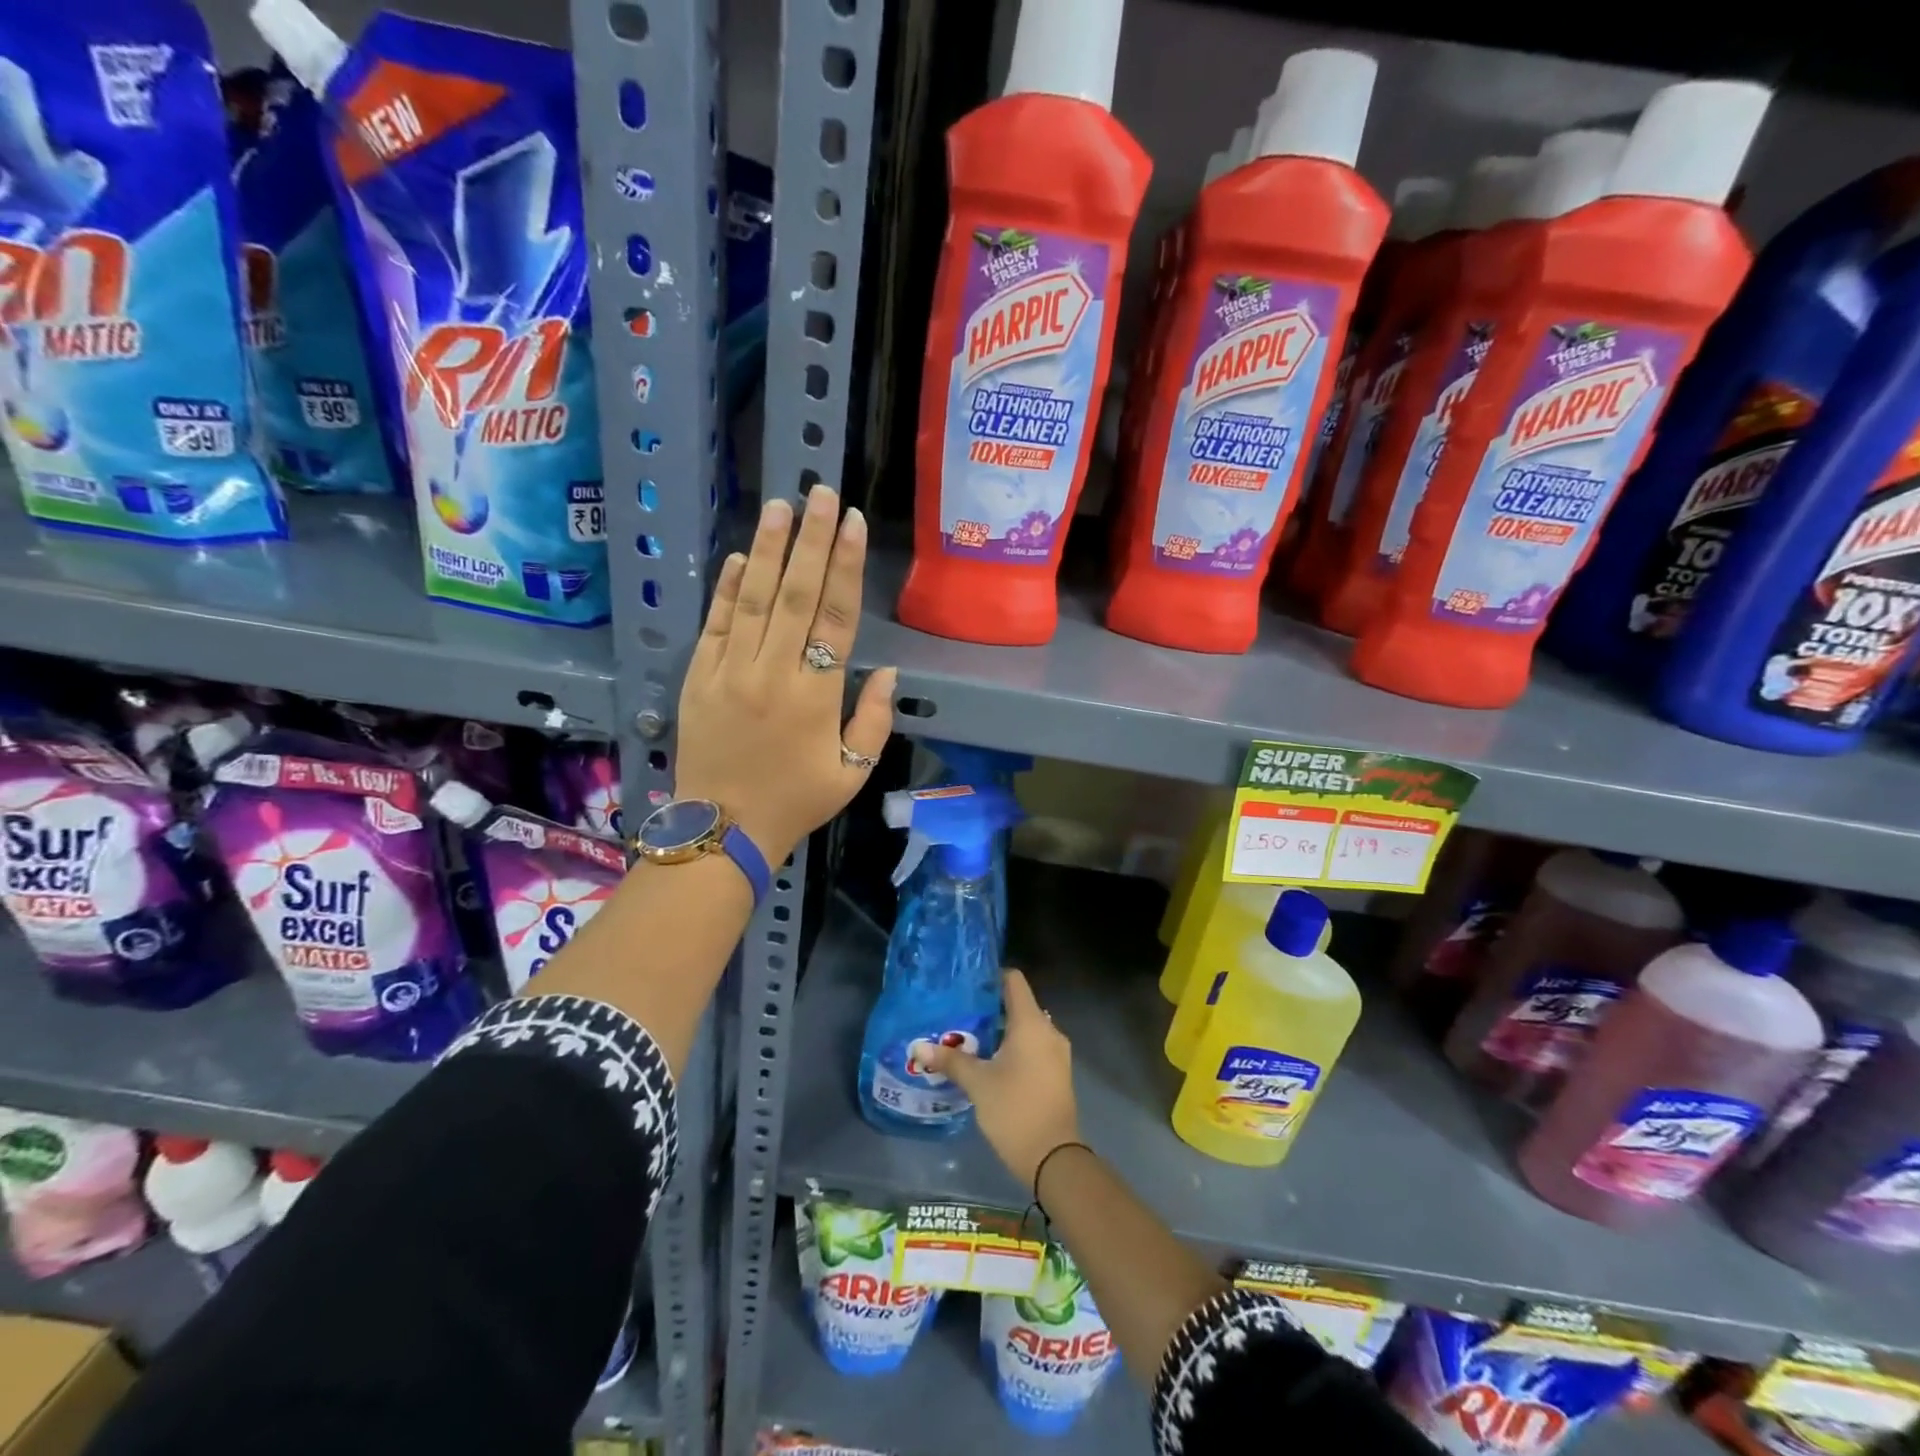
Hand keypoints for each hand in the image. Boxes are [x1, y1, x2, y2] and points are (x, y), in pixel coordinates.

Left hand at [674, 488, 896, 863]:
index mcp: (815, 695)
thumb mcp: (853, 772)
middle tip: (822, 493)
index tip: (853, 524)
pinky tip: (742, 557)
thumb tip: (886, 672)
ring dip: (769, 550)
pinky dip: (727, 589)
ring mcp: (731, 672)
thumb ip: (873, 720)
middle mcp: (773, 672)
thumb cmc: (796, 801)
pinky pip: (716, 625)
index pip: (836, 617)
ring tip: (781, 506)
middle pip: (796, 595)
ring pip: (753, 599)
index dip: (846, 567)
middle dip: (812, 541)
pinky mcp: (699, 678)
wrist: (724, 829)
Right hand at [920, 971, 1079, 1193]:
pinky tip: (990, 1061)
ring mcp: (1056, 1052)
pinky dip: (1013, 1047)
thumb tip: (918, 1047)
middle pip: (1019, 1004)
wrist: (1054, 1158)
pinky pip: (1033, 1046)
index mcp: (1031, 1023)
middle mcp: (1048, 1030)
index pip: (1014, 981)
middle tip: (960, 1014)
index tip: (967, 985)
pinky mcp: (1057, 1072)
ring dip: (1001, 1030)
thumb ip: (950, 1060)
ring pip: (1026, 1028)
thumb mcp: (978, 1083)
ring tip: (969, 1037)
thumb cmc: (1015, 1109)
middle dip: (990, 1007)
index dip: (991, 977)